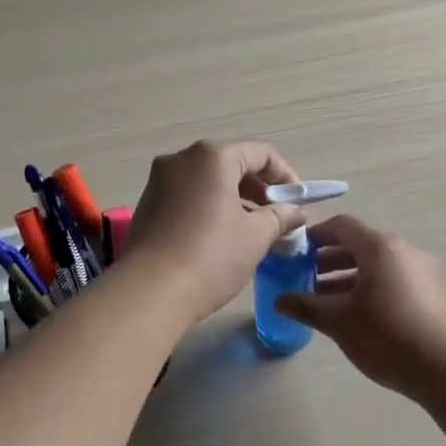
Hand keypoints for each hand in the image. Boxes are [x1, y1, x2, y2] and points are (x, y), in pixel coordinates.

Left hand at [125, 140, 304, 323]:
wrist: (150, 292)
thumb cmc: (211, 257)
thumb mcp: (256, 237)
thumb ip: (279, 217)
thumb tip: (294, 212)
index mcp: (212, 156)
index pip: (261, 153)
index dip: (286, 176)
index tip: (297, 204)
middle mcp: (181, 159)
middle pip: (232, 163)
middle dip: (259, 189)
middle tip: (277, 219)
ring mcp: (159, 180)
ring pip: (208, 180)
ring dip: (235, 200)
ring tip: (252, 232)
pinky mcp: (147, 203)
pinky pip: (188, 195)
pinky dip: (209, 207)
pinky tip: (220, 238)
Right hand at [272, 215, 445, 393]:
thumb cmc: (387, 335)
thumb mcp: (339, 321)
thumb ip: (306, 306)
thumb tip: (279, 300)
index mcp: (379, 247)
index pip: (341, 226)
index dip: (315, 236)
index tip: (295, 254)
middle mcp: (404, 251)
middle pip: (360, 245)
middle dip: (329, 260)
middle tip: (305, 280)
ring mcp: (424, 272)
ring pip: (378, 265)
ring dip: (350, 277)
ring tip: (327, 302)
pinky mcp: (434, 295)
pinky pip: (395, 281)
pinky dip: (372, 289)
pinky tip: (359, 317)